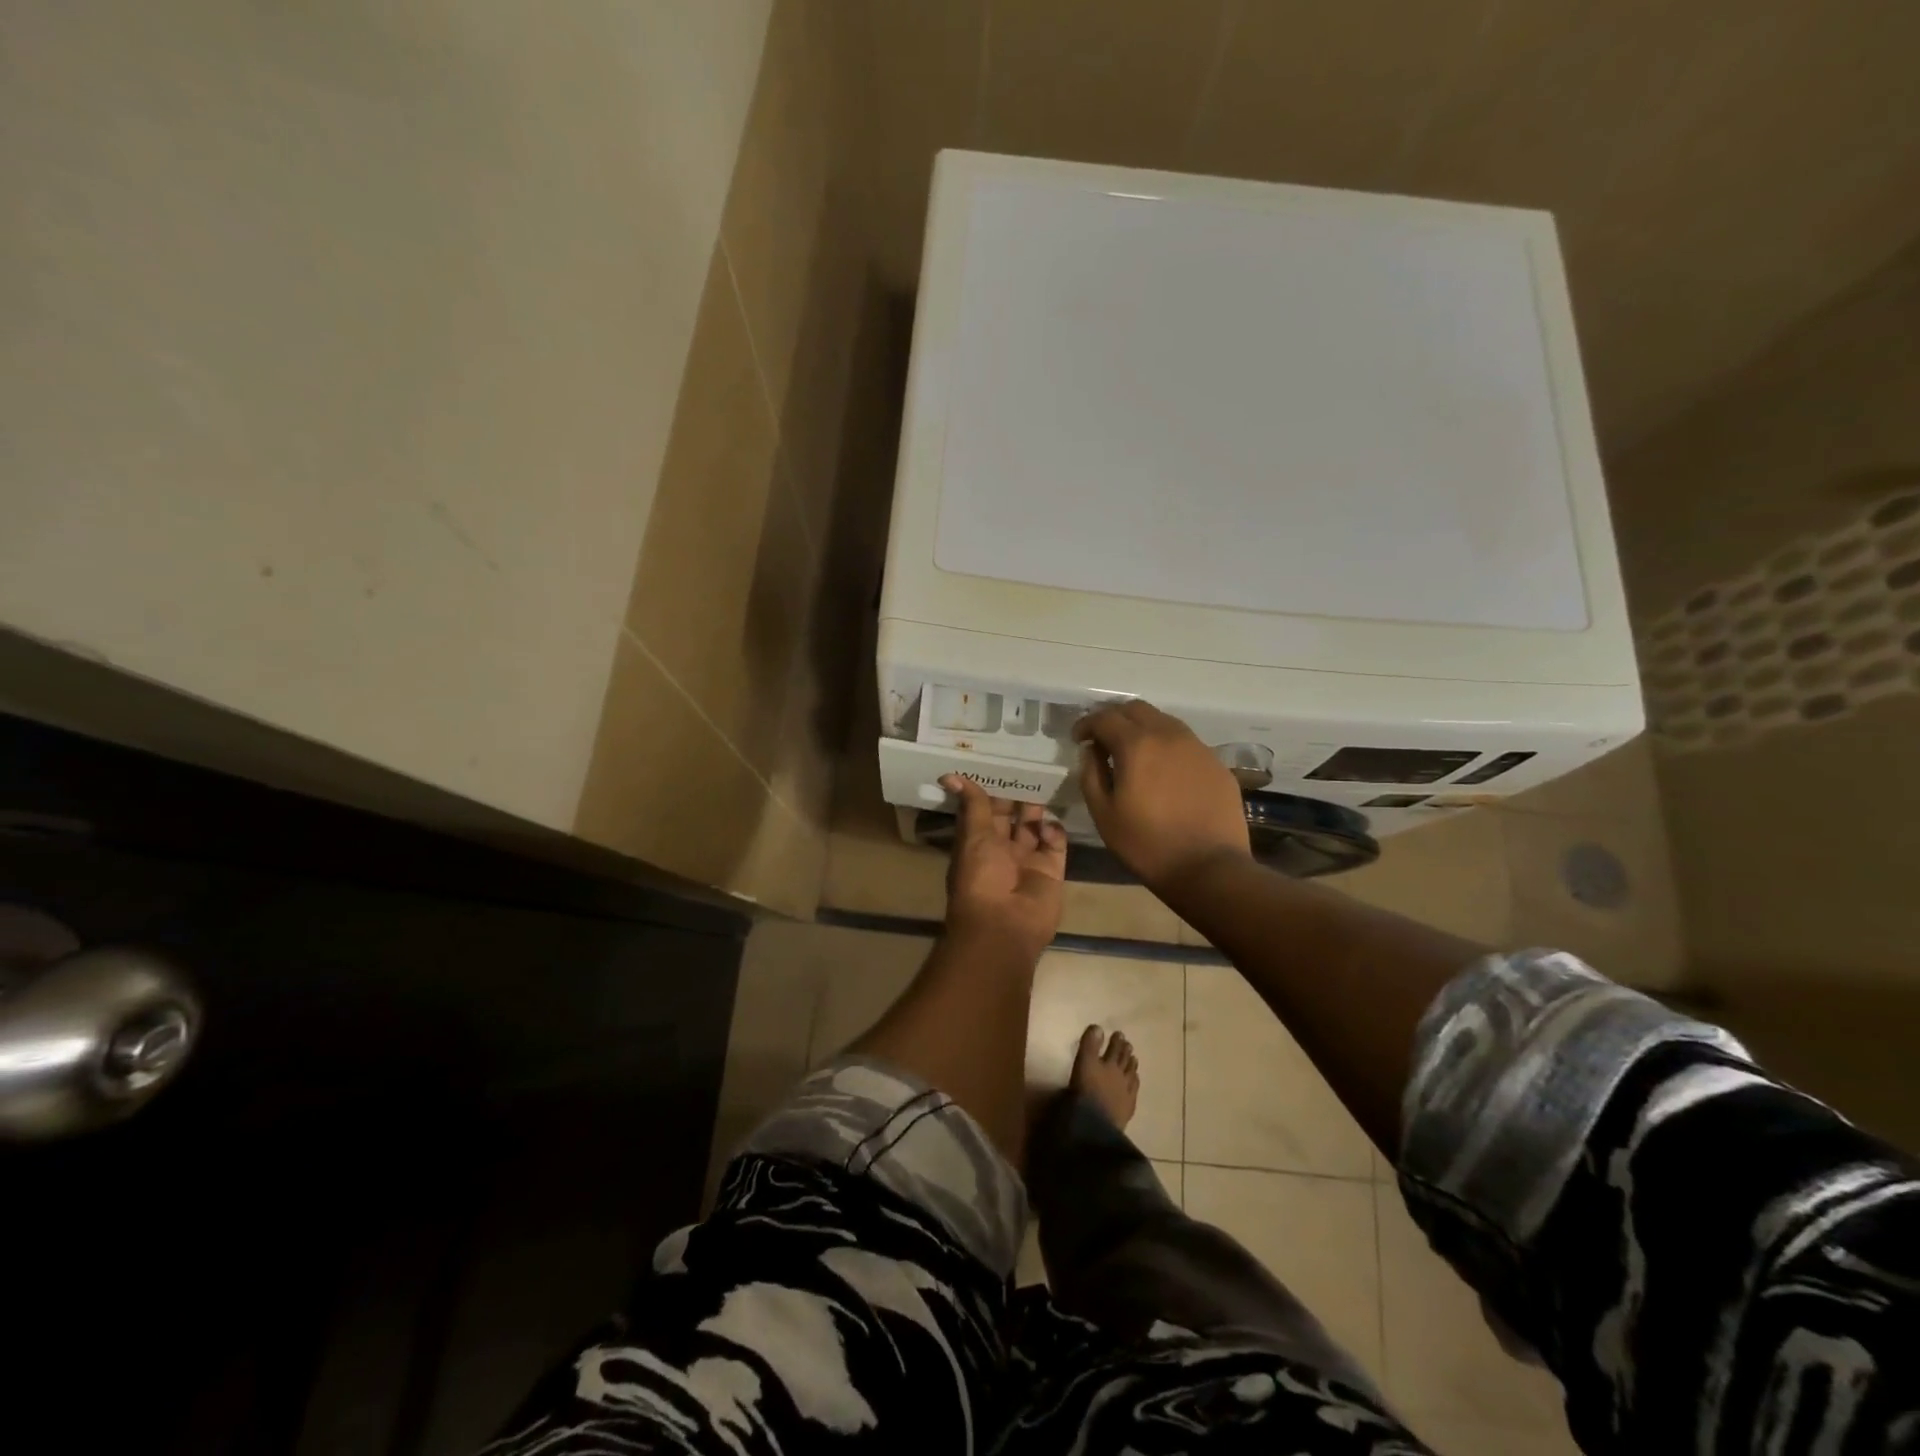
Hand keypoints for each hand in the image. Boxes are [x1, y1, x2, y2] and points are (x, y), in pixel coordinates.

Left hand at [940, 774, 1066, 959]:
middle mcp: (1002, 850)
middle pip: (1012, 816)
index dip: (992, 789)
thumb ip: (972, 804)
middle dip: (1018, 796)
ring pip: (1034, 826)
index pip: (986, 810)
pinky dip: (1053, 831)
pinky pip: (1055, 843)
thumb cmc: (981, 877)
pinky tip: (1047, 826)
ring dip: (1037, 809)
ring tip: (1043, 785)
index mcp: (978, 842)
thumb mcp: (973, 834)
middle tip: (1029, 767)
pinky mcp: (1052, 869)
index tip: (1002, 764)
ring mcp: (1029, 860)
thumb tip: (949, 775)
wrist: (1005, 925)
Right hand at [1074, 701, 1250, 891]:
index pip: (1105, 717)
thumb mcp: (1104, 814)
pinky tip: (1163, 771)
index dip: (1086, 724)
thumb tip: (1091, 752)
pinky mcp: (1216, 763)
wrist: (1210, 868)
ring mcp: (1197, 747)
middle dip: (1114, 718)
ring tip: (1133, 754)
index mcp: (1137, 745)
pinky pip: (1185, 742)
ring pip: (1164, 721)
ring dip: (1142, 729)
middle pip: (1136, 709)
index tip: (1078, 739)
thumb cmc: (1147, 844)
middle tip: (1103, 740)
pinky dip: (1166, 746)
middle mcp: (1169, 735)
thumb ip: (1091, 775)